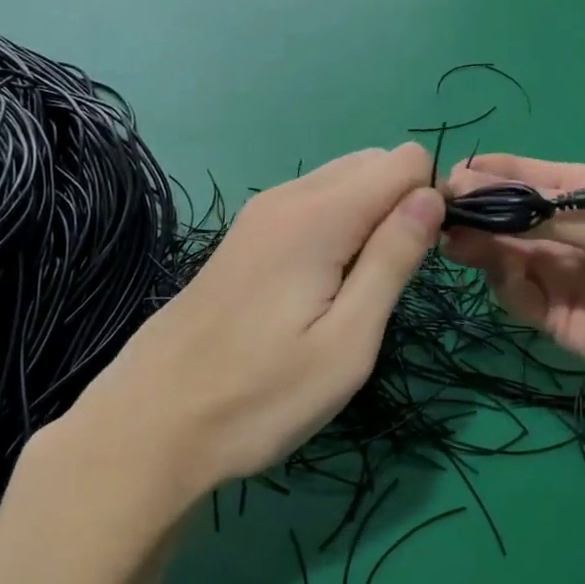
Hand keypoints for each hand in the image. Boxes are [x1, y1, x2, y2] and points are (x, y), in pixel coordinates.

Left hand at [76, 145, 443, 501]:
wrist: (152, 422)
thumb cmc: (261, 396)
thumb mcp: (348, 342)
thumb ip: (392, 260)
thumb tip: (432, 198)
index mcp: (319, 214)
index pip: (405, 162)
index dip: (428, 203)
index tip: (420, 261)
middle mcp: (288, 196)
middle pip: (373, 163)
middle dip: (401, 205)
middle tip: (390, 283)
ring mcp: (260, 214)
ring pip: (342, 182)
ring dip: (369, 219)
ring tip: (356, 292)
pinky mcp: (245, 236)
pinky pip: (312, 205)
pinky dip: (337, 228)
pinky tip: (321, 288)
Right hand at [441, 153, 584, 398]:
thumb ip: (548, 212)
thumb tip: (482, 188)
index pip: (526, 177)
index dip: (489, 176)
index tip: (450, 180)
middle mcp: (566, 232)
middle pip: (507, 216)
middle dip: (477, 214)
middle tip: (445, 218)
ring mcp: (558, 273)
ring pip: (503, 254)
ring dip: (482, 248)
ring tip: (461, 246)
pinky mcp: (553, 315)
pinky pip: (516, 294)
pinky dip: (507, 286)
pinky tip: (510, 282)